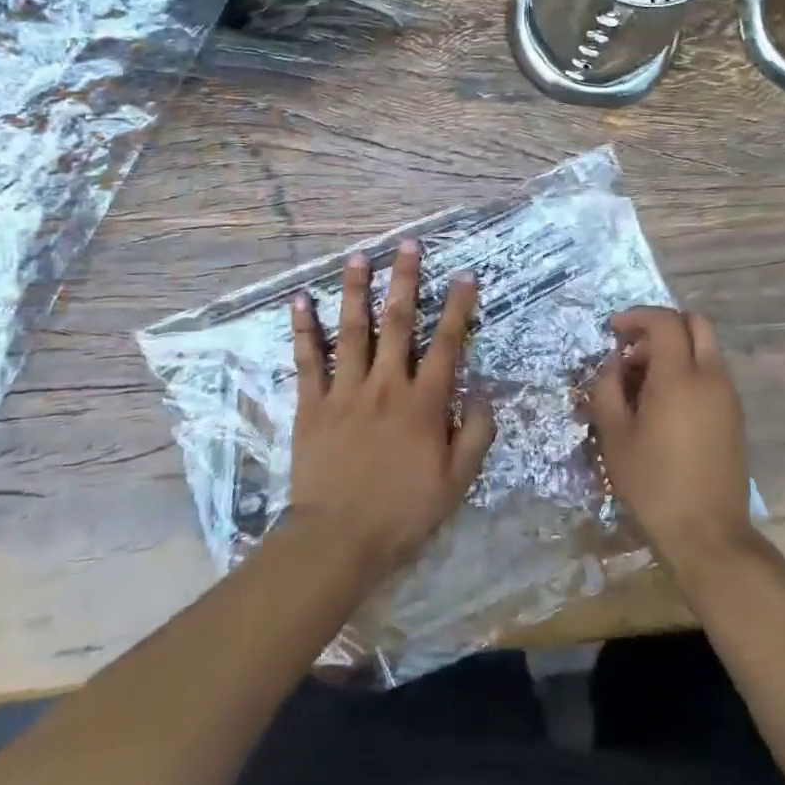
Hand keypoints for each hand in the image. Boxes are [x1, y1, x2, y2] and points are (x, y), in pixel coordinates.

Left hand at [286, 240, 494, 576]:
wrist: (338, 539)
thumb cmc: (403, 512)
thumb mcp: (457, 482)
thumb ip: (476, 434)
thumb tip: (483, 393)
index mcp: (424, 403)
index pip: (447, 344)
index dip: (459, 308)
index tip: (466, 276)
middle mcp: (386, 385)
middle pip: (399, 323)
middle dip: (406, 280)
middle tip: (408, 245)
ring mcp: (346, 391)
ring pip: (354, 330)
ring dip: (357, 291)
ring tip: (359, 257)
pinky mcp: (312, 404)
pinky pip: (308, 360)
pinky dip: (304, 329)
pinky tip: (301, 301)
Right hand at [585, 307, 758, 577]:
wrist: (708, 534)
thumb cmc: (654, 484)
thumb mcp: (615, 437)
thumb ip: (607, 390)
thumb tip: (613, 366)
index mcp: (679, 377)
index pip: (664, 321)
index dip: (636, 317)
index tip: (612, 330)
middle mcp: (711, 377)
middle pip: (695, 323)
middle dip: (661, 326)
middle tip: (633, 349)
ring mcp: (728, 396)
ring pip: (705, 348)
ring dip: (675, 350)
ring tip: (642, 383)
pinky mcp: (735, 415)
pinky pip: (711, 374)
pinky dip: (688, 370)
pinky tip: (664, 404)